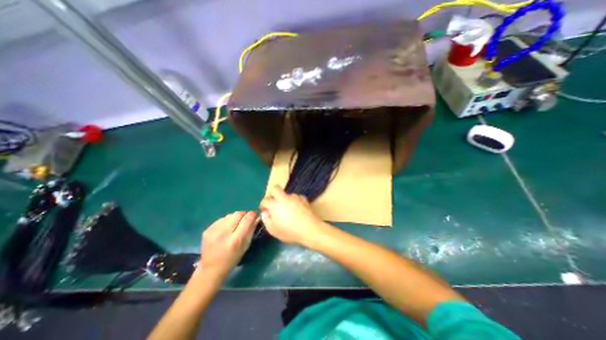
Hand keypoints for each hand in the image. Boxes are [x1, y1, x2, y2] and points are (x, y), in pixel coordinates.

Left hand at [200, 211, 254, 281]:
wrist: (211, 269)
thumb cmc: (232, 259)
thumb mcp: (246, 246)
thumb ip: (251, 230)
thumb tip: (255, 218)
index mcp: (235, 240)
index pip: (246, 219)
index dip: (252, 215)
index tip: (254, 215)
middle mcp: (224, 233)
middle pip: (238, 214)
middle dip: (243, 215)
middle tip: (245, 220)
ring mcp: (214, 231)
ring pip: (229, 215)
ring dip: (234, 218)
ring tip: (234, 225)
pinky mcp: (207, 230)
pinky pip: (221, 219)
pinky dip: (226, 221)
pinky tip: (225, 229)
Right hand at [259, 186, 329, 246]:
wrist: (309, 229)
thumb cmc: (289, 231)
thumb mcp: (273, 230)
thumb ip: (266, 220)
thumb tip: (265, 212)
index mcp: (275, 205)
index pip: (265, 200)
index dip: (263, 205)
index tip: (265, 210)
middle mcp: (284, 198)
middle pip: (275, 189)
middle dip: (272, 194)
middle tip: (274, 204)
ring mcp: (295, 197)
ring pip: (287, 194)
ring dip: (285, 199)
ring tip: (288, 210)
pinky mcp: (303, 198)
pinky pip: (296, 198)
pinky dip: (294, 202)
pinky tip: (297, 210)